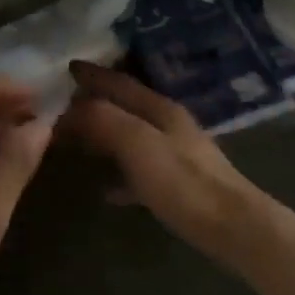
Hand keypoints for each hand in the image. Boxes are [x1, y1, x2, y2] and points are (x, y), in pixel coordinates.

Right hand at [59, 62, 263, 250]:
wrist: (233, 227)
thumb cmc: (184, 183)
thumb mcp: (138, 144)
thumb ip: (104, 120)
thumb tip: (70, 106)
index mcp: (160, 109)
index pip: (120, 83)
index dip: (93, 74)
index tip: (65, 67)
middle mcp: (169, 125)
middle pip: (126, 107)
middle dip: (94, 102)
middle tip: (61, 105)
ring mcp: (176, 155)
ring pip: (131, 136)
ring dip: (104, 135)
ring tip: (75, 141)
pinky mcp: (179, 185)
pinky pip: (139, 171)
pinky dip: (119, 172)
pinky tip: (105, 189)